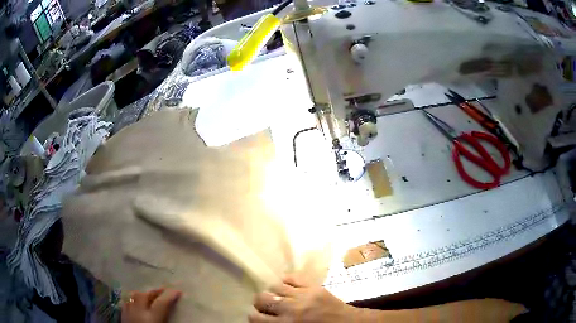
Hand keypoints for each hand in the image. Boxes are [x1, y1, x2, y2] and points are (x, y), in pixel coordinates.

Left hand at [122, 288, 181, 322]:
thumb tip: (178, 318)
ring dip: (142, 294)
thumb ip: (168, 322)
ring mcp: (128, 314)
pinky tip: (136, 304)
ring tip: (149, 295)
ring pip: (133, 297)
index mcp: (152, 319)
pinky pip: (126, 304)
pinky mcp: (122, 317)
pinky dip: (132, 301)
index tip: (178, 291)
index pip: (161, 303)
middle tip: (164, 291)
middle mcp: (138, 313)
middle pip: (144, 295)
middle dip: (155, 292)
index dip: (170, 296)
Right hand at [249, 275, 356, 322]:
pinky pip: (292, 276)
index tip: (259, 317)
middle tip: (268, 307)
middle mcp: (290, 308)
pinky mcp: (313, 285)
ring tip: (279, 297)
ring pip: (275, 286)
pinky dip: (287, 281)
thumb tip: (262, 320)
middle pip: (262, 298)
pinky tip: (289, 288)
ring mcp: (303, 294)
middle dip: (261, 303)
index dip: (254, 316)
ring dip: (273, 292)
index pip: (255, 317)